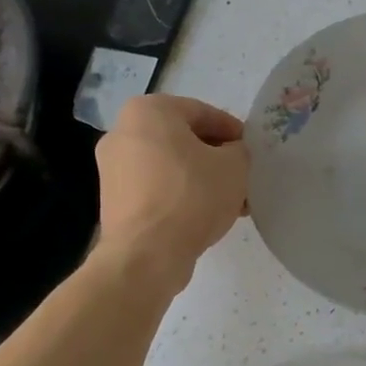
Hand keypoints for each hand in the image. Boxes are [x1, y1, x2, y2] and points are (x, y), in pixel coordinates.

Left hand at [96, 95, 248, 287]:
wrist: (147, 255)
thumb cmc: (192, 196)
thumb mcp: (234, 165)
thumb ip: (239, 150)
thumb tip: (231, 154)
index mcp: (148, 111)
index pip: (202, 112)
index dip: (232, 130)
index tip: (251, 150)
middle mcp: (122, 132)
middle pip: (183, 139)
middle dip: (216, 157)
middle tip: (242, 176)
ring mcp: (113, 168)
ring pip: (171, 165)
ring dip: (202, 179)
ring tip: (231, 202)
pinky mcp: (114, 200)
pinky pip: (156, 187)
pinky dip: (181, 195)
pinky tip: (206, 215)